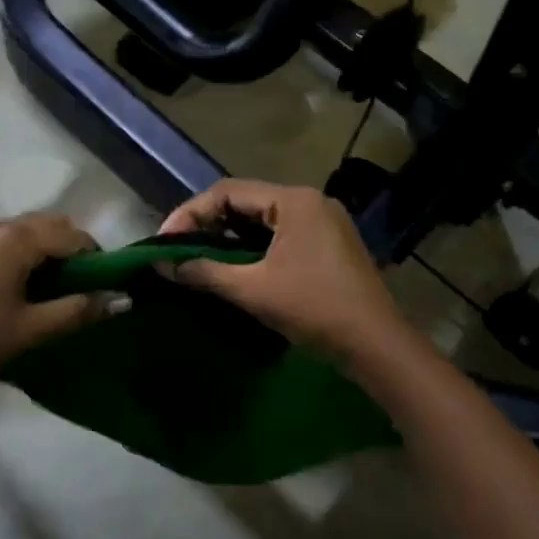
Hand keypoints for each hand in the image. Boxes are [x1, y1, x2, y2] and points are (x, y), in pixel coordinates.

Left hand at [0, 214, 122, 387]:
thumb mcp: (32, 328)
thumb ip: (78, 310)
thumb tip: (121, 299)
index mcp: (18, 240)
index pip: (72, 236)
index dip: (96, 257)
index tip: (107, 284)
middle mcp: (1, 227)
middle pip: (52, 224)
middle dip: (74, 247)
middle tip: (83, 284)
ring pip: (31, 229)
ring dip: (51, 247)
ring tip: (57, 286)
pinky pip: (11, 237)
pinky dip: (29, 250)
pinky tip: (26, 283)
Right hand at [159, 180, 413, 366]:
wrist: (377, 346)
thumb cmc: (314, 309)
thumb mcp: (253, 290)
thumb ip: (204, 272)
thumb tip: (162, 264)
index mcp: (294, 200)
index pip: (228, 192)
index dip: (190, 213)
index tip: (164, 241)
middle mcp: (309, 202)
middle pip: (245, 202)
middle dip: (208, 224)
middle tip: (177, 249)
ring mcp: (323, 222)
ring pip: (262, 220)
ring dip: (229, 238)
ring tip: (198, 259)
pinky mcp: (328, 244)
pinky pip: (280, 235)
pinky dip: (252, 248)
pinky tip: (234, 268)